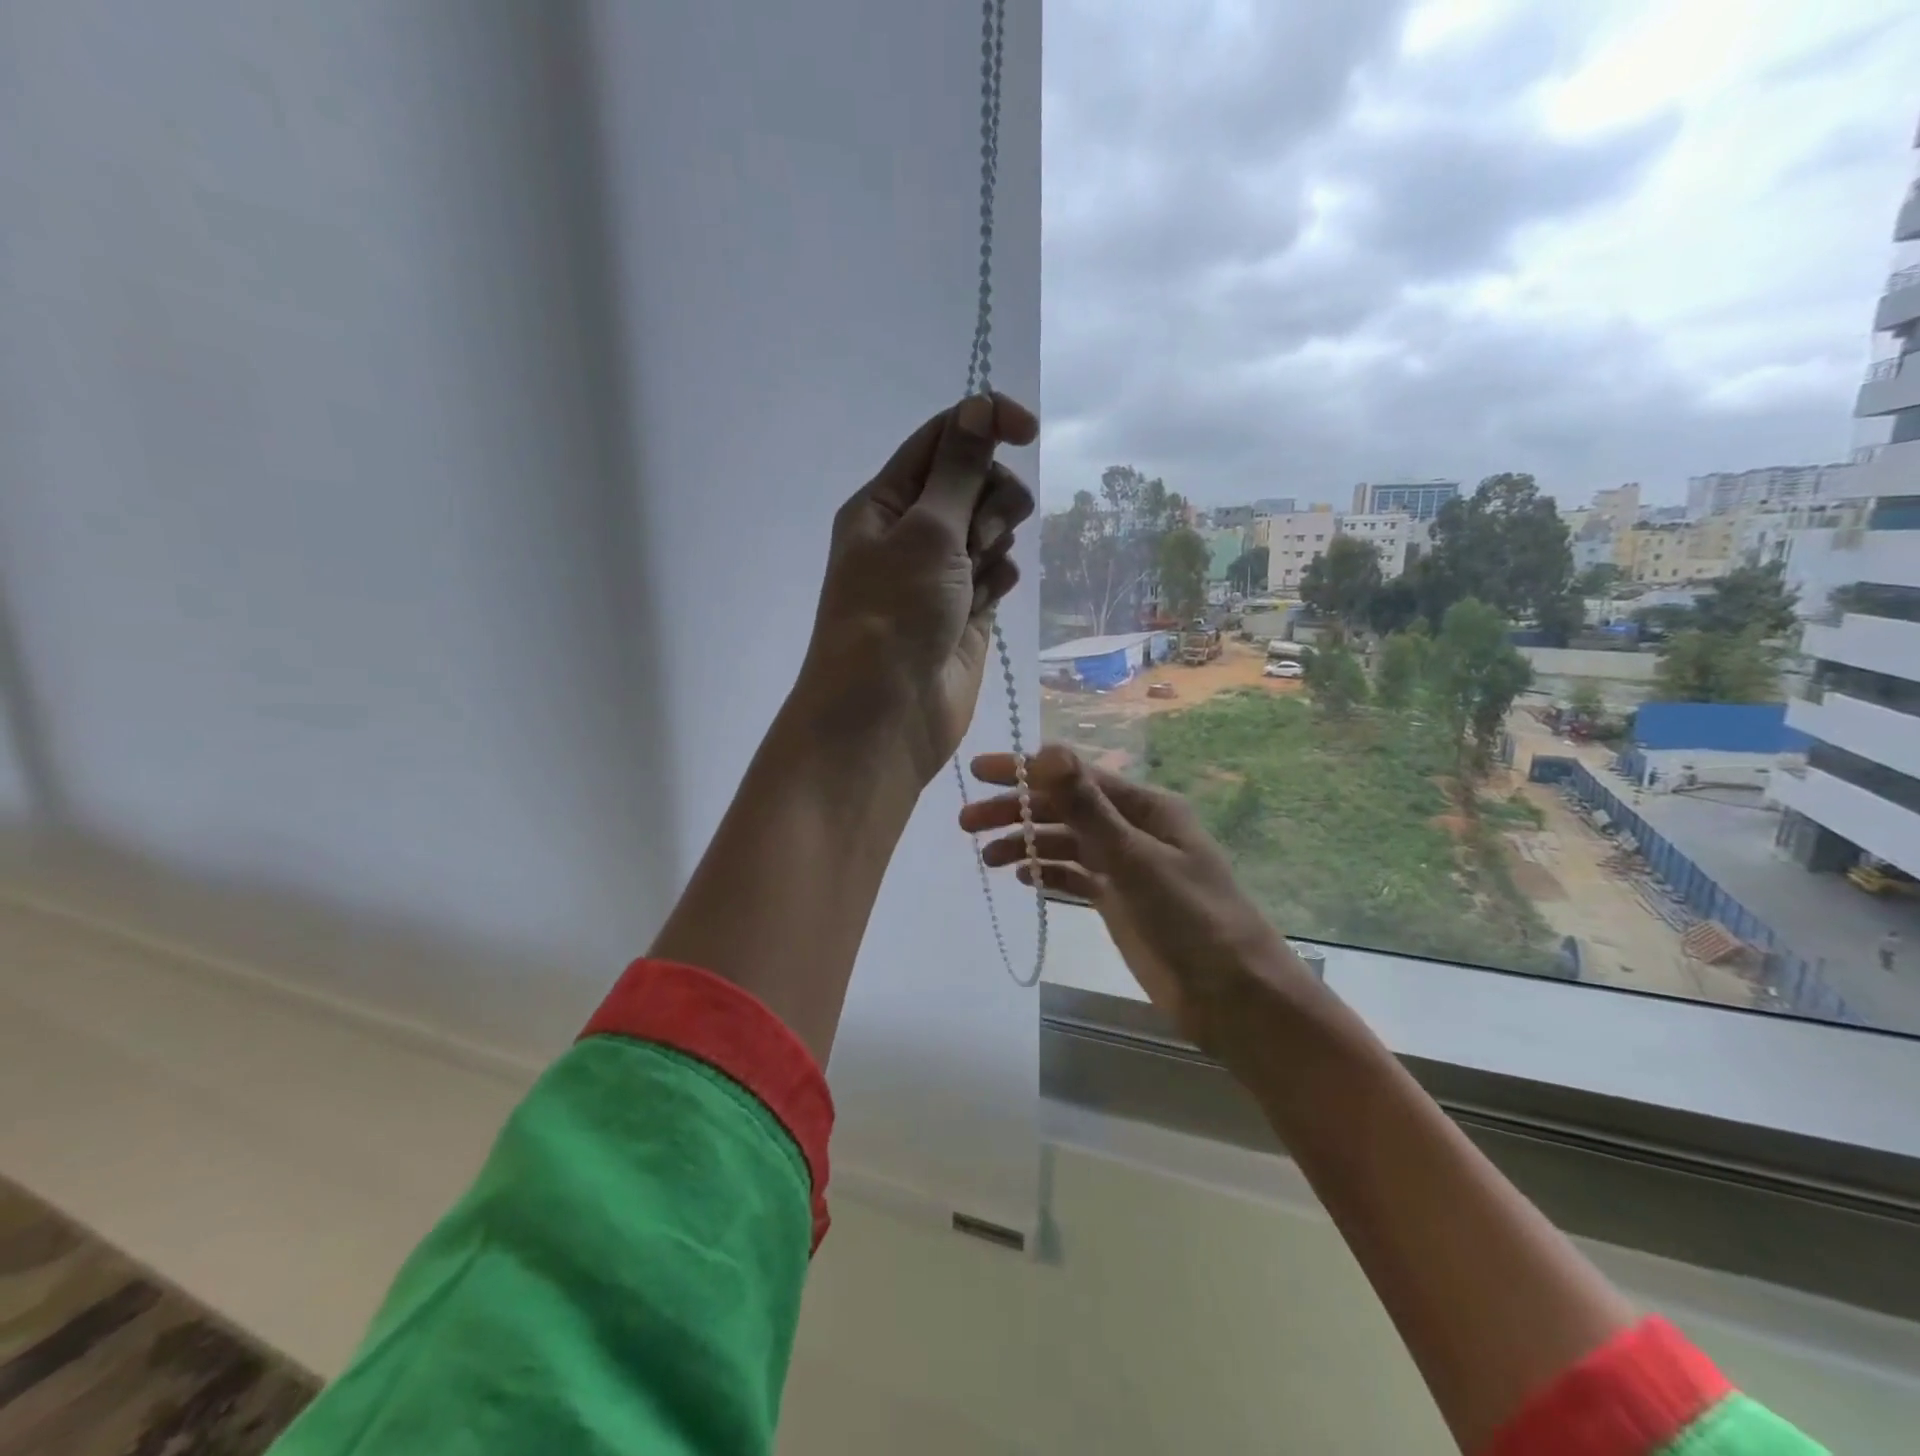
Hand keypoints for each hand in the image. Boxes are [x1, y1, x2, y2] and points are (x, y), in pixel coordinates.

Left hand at [792, 394, 1037, 786]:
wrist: (885, 716)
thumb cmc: (894, 615)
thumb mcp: (926, 531)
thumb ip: (959, 469)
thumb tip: (980, 405)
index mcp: (886, 502)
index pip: (942, 439)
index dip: (985, 424)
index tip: (1028, 432)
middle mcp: (911, 533)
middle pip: (975, 483)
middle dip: (990, 499)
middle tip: (978, 535)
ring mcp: (940, 575)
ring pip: (991, 530)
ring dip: (995, 543)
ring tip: (976, 577)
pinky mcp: (966, 612)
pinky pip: (997, 574)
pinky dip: (999, 580)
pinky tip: (985, 603)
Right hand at [961, 744, 1310, 1050]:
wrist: (1232, 995)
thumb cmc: (1192, 918)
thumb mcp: (1136, 859)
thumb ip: (1088, 808)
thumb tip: (1047, 751)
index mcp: (1145, 806)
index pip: (1075, 776)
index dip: (1025, 771)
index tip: (979, 771)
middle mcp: (1133, 828)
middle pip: (1064, 809)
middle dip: (1017, 811)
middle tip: (966, 822)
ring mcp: (1125, 866)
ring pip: (1065, 842)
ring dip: (1026, 844)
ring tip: (986, 856)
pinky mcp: (1118, 900)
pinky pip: (1074, 876)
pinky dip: (1047, 872)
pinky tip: (1021, 877)